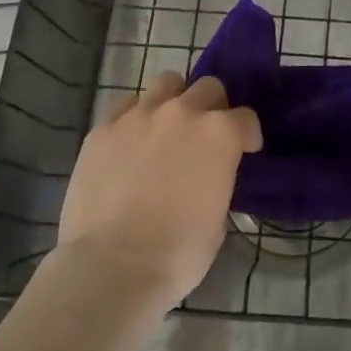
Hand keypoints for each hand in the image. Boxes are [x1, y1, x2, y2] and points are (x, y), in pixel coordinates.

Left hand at [53, 72, 260, 313]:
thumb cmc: (177, 254)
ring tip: (166, 128)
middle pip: (208, 87)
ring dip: (174, 100)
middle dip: (213, 107)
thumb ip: (217, 183)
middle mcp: (183, 112)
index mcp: (220, 134)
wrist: (112, 267)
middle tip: (204, 135)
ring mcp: (140, 115)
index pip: (246, 118)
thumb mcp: (217, 220)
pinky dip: (135, 116)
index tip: (244, 151)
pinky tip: (131, 141)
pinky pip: (126, 105)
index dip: (247, 135)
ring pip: (167, 83)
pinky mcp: (103, 128)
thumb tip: (208, 179)